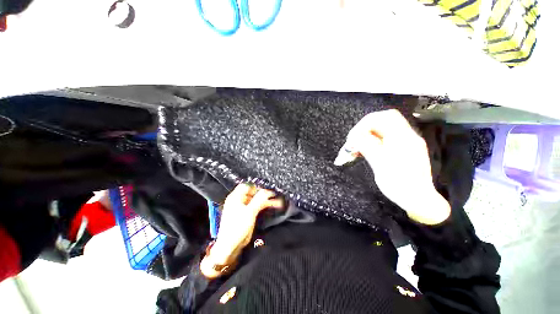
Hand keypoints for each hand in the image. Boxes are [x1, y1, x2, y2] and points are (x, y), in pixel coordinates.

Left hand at [200, 184, 283, 278]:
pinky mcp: (247, 213)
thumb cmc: (237, 227)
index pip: (247, 186)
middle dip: (264, 194)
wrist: (230, 246)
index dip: (257, 187)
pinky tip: (272, 206)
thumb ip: (259, 200)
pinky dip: (264, 206)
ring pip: (256, 200)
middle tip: (275, 196)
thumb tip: (268, 191)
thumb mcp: (250, 212)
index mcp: (235, 197)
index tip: (267, 190)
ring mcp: (243, 207)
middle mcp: (239, 200)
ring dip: (266, 200)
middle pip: (253, 192)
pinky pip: (257, 206)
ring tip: (278, 202)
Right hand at [341, 110, 449, 224]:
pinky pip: (384, 138)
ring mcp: (406, 142)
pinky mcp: (402, 149)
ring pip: (383, 129)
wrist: (418, 200)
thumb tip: (355, 135)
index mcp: (404, 139)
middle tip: (353, 140)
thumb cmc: (399, 185)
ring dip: (367, 134)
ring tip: (356, 147)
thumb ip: (368, 147)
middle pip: (384, 120)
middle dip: (365, 128)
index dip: (366, 123)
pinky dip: (372, 140)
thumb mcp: (381, 166)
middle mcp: (407, 136)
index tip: (353, 137)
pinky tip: (364, 150)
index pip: (386, 117)